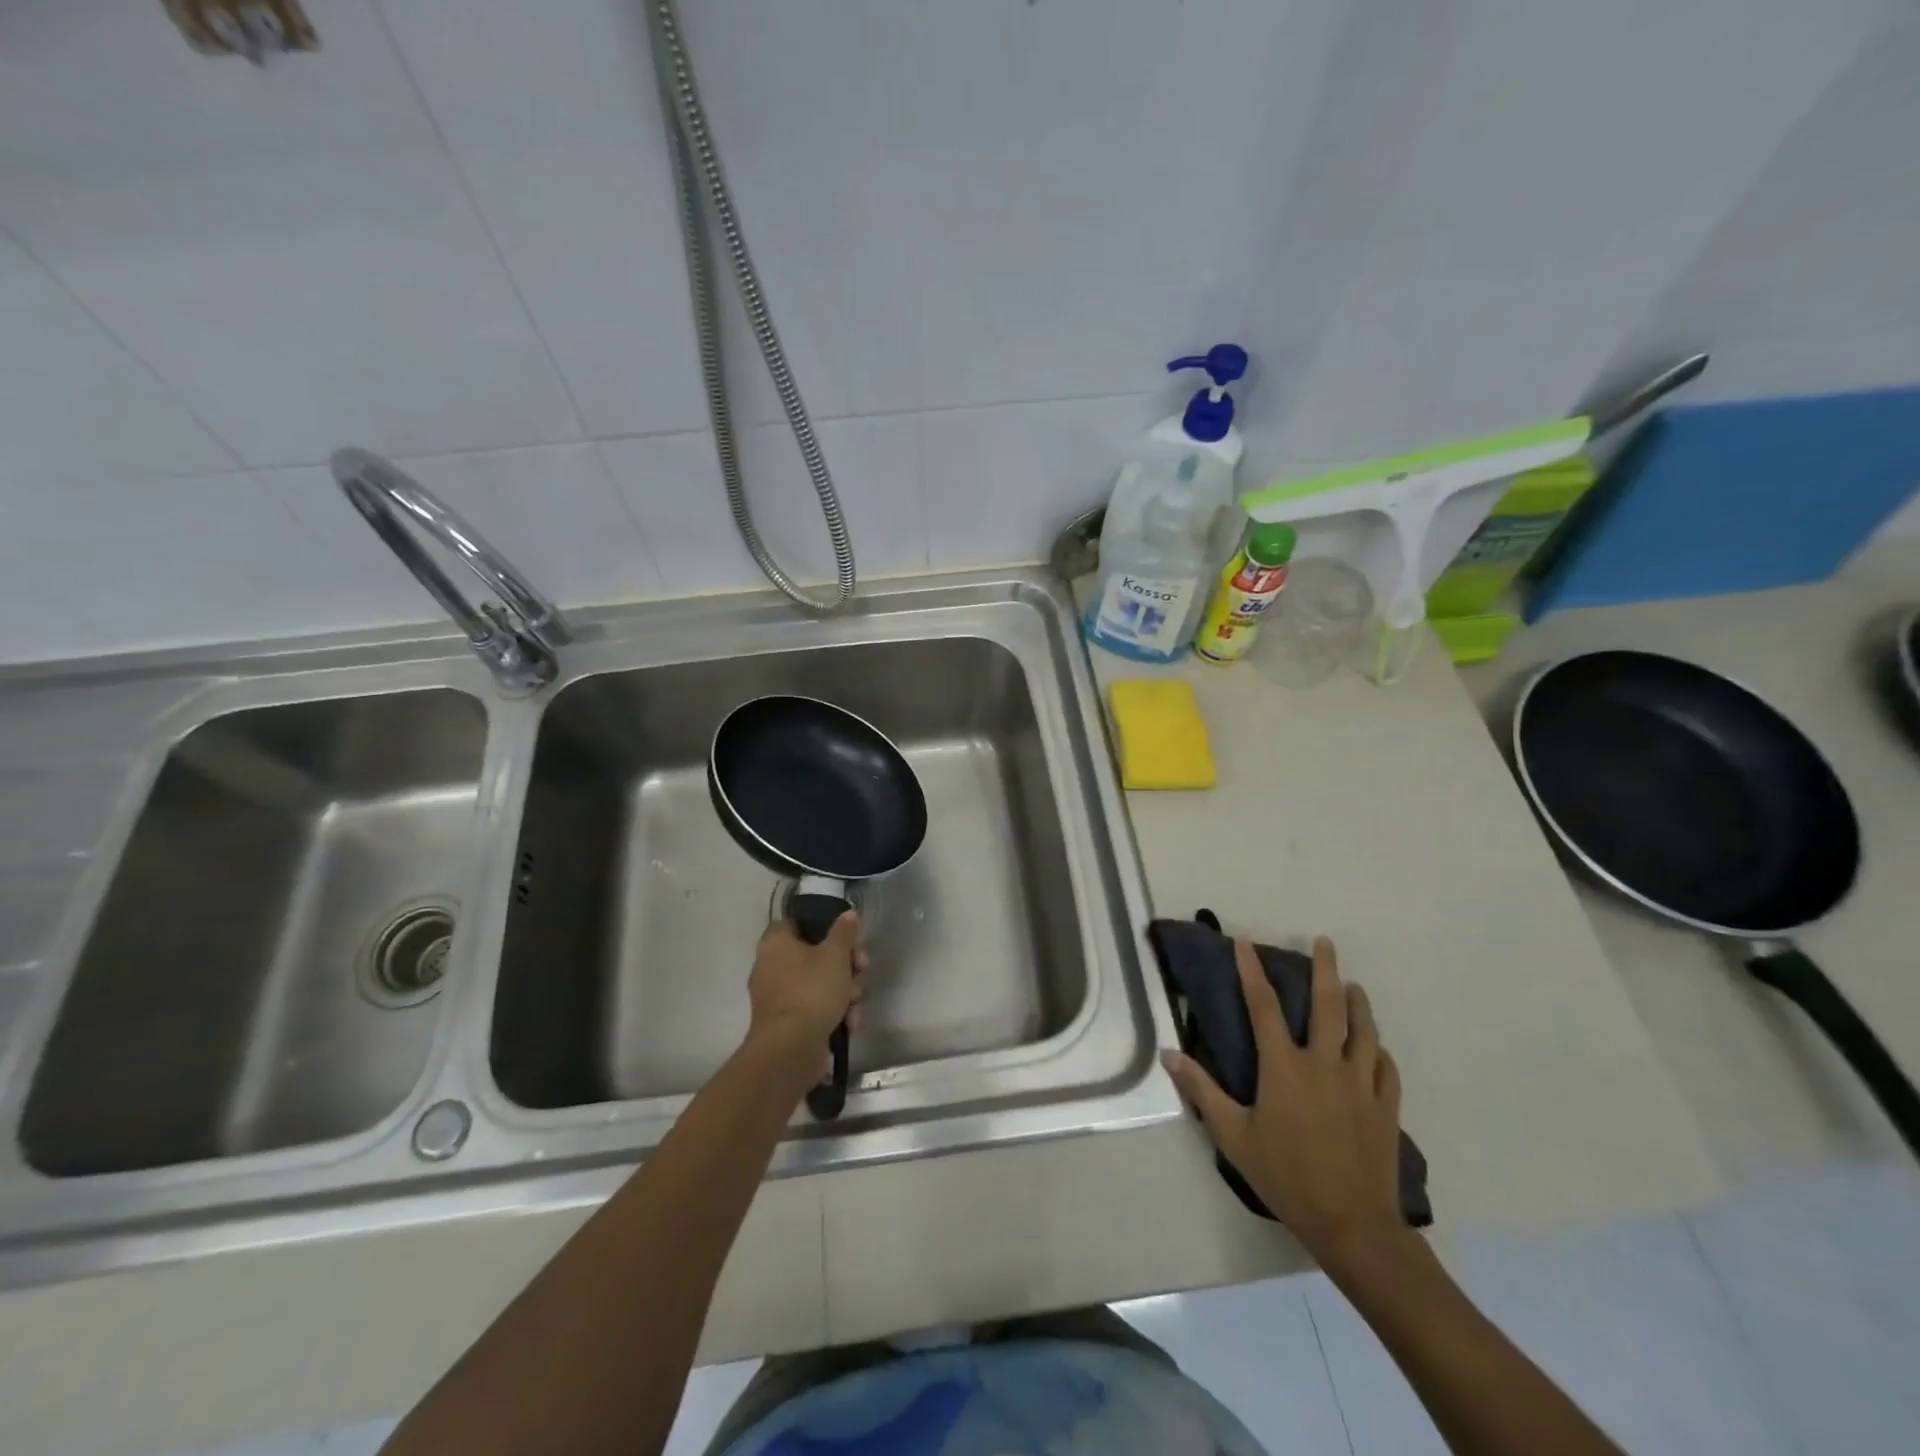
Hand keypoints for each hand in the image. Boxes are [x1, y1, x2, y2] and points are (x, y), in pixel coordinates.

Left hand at [746, 912, 867, 1078]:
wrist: (790, 1050)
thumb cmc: (812, 991)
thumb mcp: (836, 955)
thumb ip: (844, 931)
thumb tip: (848, 914)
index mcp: (776, 943)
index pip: (797, 922)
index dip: (824, 927)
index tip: (847, 938)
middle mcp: (771, 966)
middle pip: (815, 954)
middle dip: (845, 965)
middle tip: (861, 970)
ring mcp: (778, 997)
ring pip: (819, 983)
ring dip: (844, 991)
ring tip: (857, 1003)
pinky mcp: (787, 1022)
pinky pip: (814, 1007)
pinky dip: (833, 1012)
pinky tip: (851, 1022)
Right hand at [1163, 936, 1407, 1278]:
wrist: (1352, 1224)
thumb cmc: (1285, 1176)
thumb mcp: (1233, 1135)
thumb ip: (1202, 1091)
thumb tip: (1169, 1054)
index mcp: (1284, 1067)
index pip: (1263, 1006)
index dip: (1252, 971)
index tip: (1246, 943)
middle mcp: (1324, 1064)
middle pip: (1328, 1006)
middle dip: (1325, 969)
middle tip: (1324, 942)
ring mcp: (1360, 1083)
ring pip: (1364, 1030)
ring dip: (1358, 1003)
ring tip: (1353, 985)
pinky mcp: (1385, 1106)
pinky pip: (1386, 1067)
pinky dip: (1379, 1050)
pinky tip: (1376, 1046)